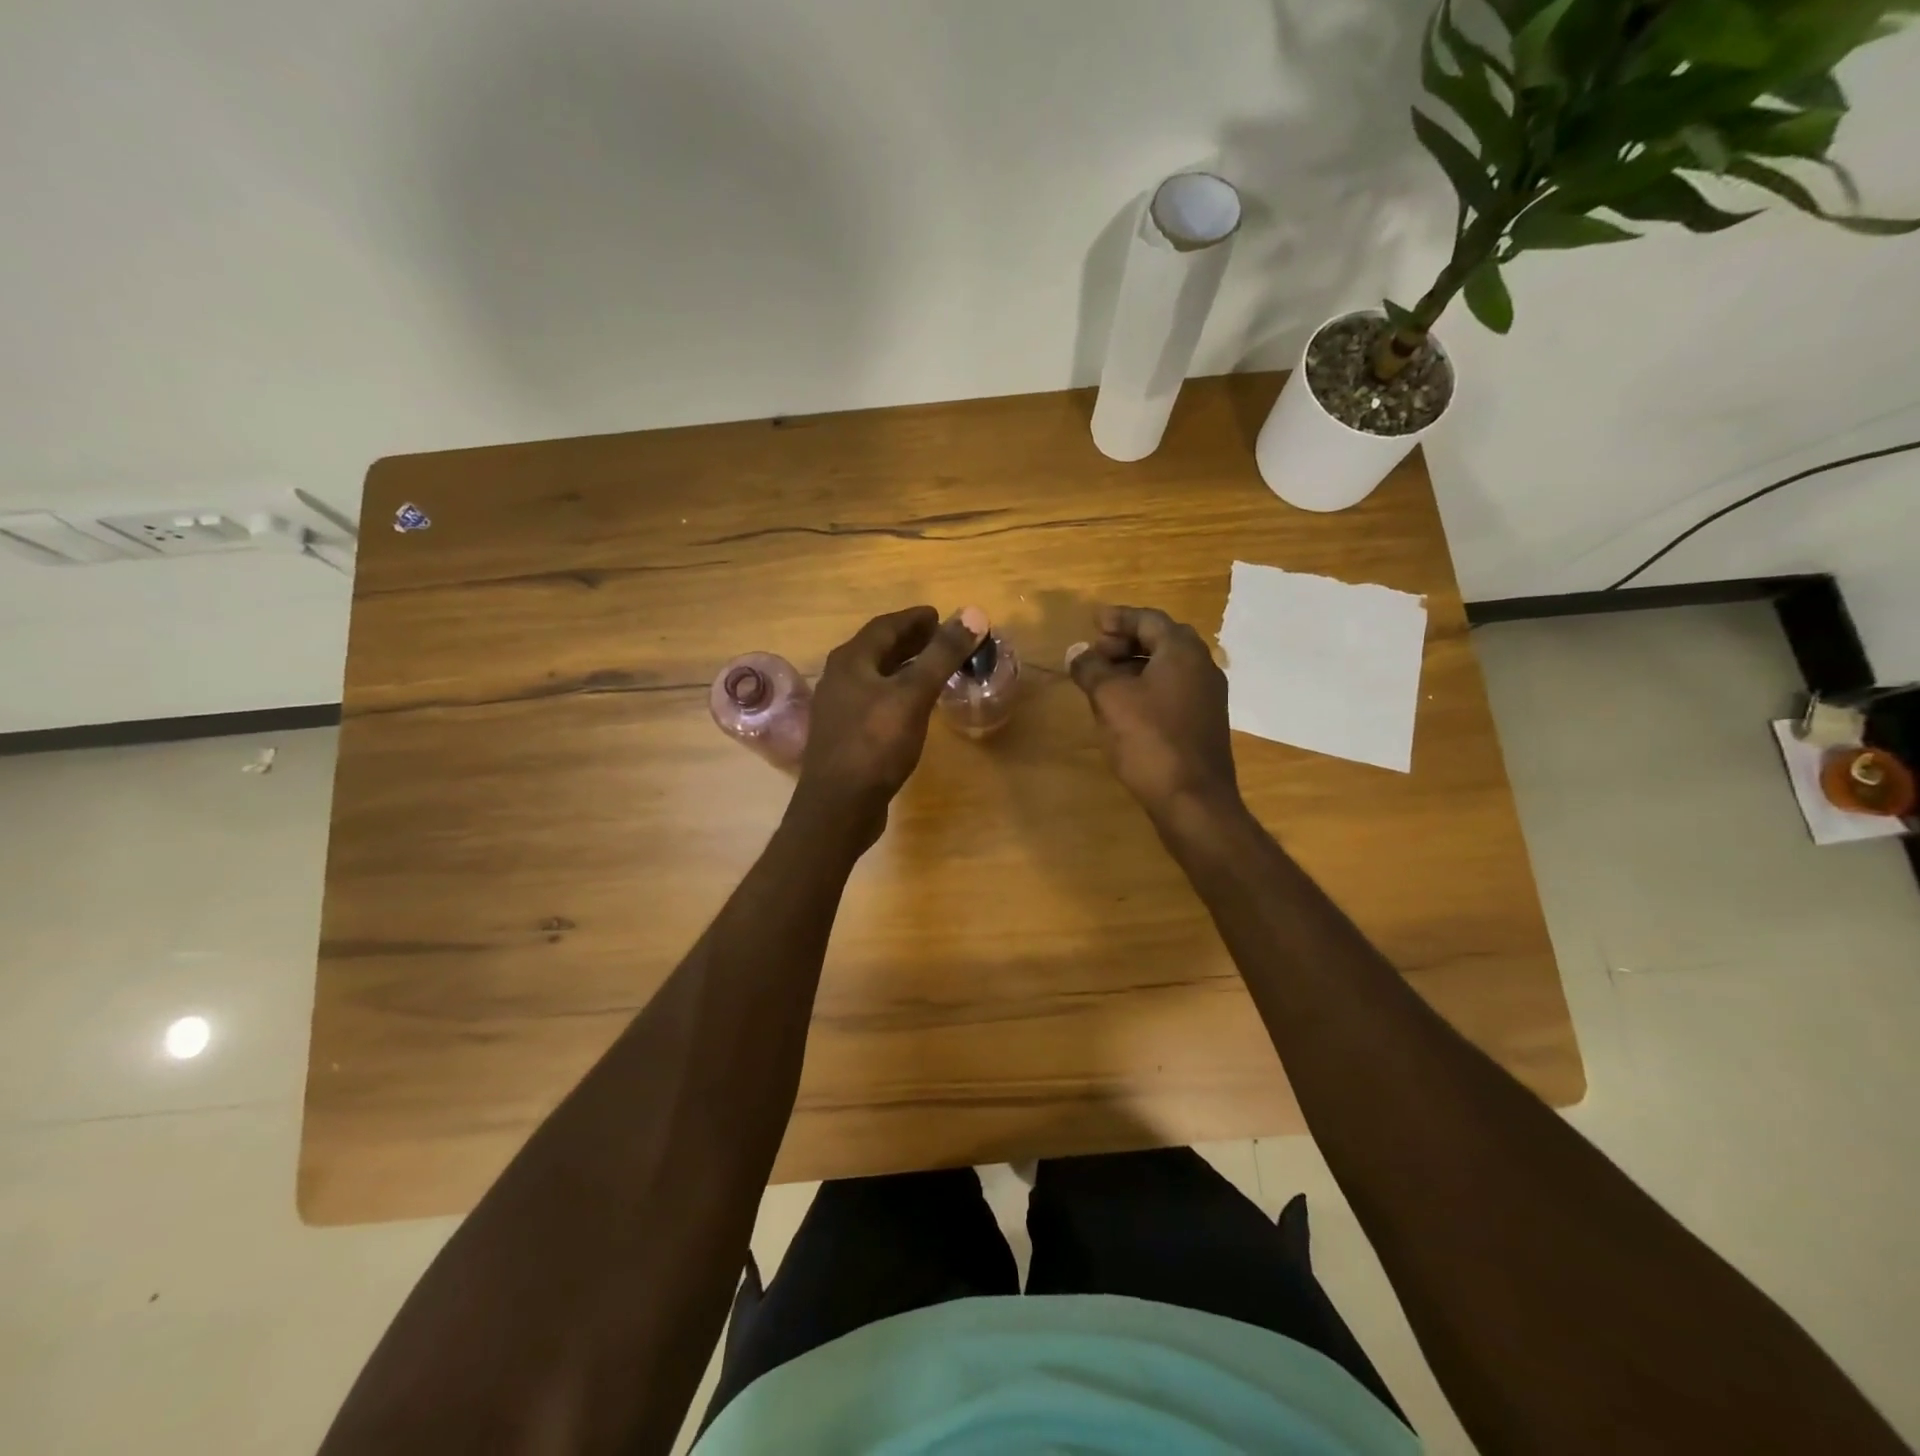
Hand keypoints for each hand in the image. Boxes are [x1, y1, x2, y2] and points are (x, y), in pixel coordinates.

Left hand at [793, 604, 987, 846]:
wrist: (839, 806)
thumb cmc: (875, 744)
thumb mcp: (913, 695)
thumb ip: (942, 655)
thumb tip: (973, 614)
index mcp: (851, 661)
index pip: (885, 626)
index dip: (914, 619)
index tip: (939, 615)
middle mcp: (839, 678)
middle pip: (878, 649)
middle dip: (910, 641)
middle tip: (941, 638)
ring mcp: (839, 708)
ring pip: (876, 676)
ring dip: (904, 667)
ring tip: (933, 668)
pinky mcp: (845, 735)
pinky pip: (875, 700)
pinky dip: (897, 692)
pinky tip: (914, 706)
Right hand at [1067, 605, 1238, 820]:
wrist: (1193, 798)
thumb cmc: (1149, 739)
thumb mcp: (1110, 698)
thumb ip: (1091, 669)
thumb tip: (1077, 653)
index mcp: (1182, 651)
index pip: (1149, 619)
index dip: (1118, 618)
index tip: (1093, 622)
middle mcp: (1202, 665)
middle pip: (1161, 640)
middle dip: (1125, 641)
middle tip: (1095, 652)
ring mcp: (1207, 695)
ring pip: (1167, 667)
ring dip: (1134, 665)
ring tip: (1103, 680)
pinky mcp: (1204, 721)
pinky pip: (1173, 689)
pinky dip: (1147, 686)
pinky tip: (1124, 706)